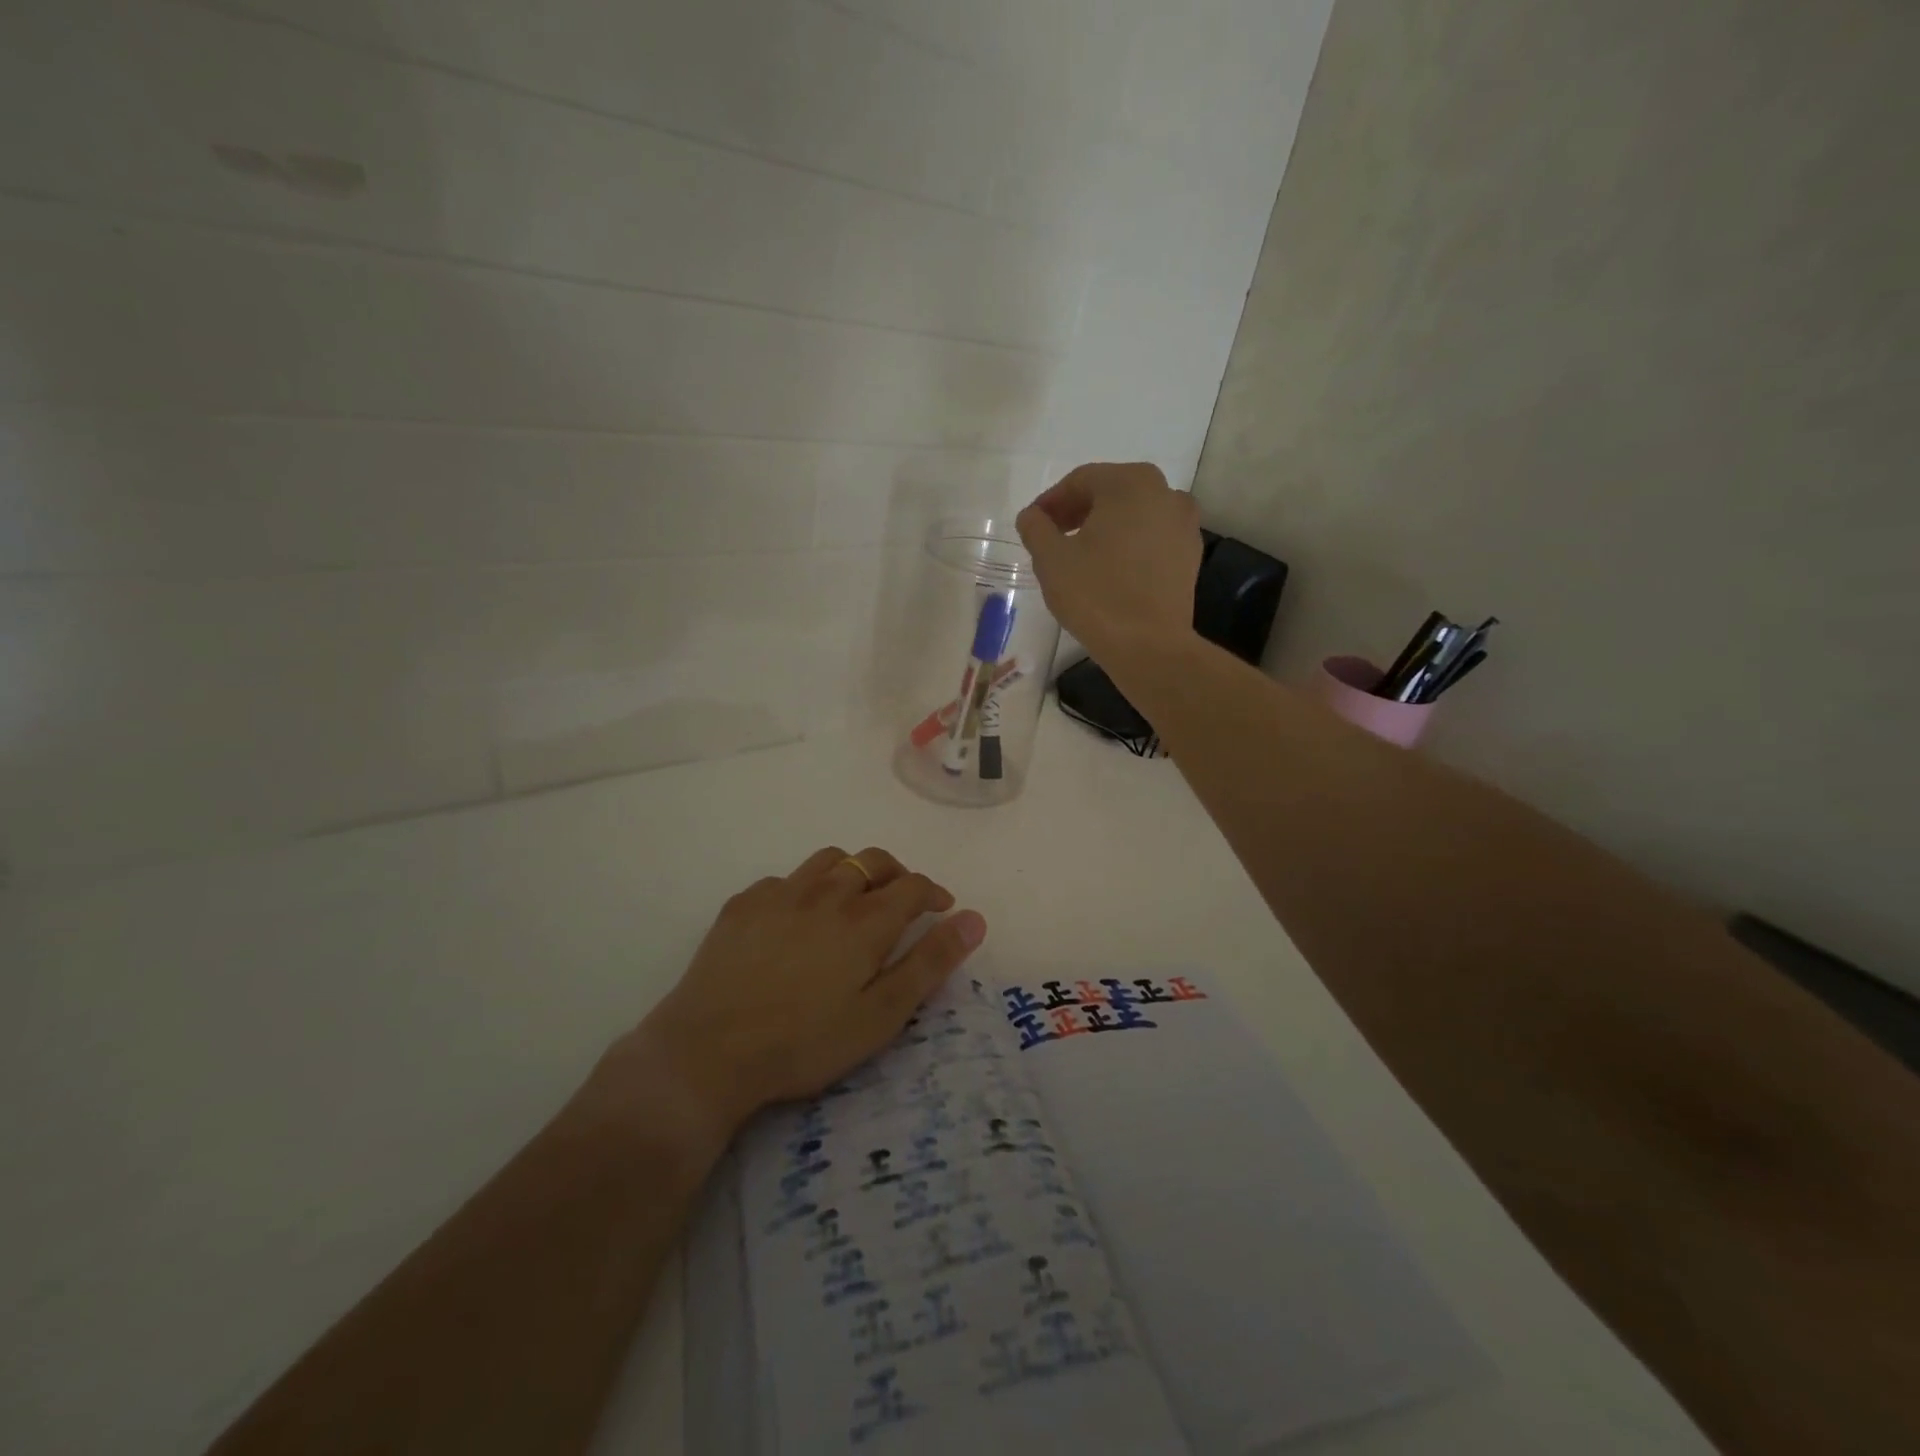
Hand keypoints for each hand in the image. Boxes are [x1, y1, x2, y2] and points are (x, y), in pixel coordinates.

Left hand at [596, 847, 986, 1142]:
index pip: (912, 886)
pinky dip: (804, 888)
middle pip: (872, 861)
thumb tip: (975, 919)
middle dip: (897, 873)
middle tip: (902, 899)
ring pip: (828, 860)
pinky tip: (796, 918)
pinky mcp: (743, 904)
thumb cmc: (805, 1042)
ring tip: (853, 899)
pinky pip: (785, 879)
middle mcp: (826, 893)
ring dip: (851, 871)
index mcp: (865, 920)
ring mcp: (780, 894)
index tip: (942, 908)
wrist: (708, 1051)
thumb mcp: (881, 1015)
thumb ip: (930, 962)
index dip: (934, 892)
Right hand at [1015, 463, 1203, 665]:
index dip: (1051, 502)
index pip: (1080, 481)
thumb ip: (1035, 528)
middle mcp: (1164, 492)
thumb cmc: (1096, 595)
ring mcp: (1184, 524)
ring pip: (1134, 515)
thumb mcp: (1050, 559)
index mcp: (1129, 483)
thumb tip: (1032, 516)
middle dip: (1078, 511)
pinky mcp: (1190, 555)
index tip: (1032, 525)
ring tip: (1081, 555)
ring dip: (1105, 527)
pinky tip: (1111, 571)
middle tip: (1053, 537)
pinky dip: (1129, 545)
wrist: (1149, 646)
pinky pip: (1152, 539)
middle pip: (1111, 493)